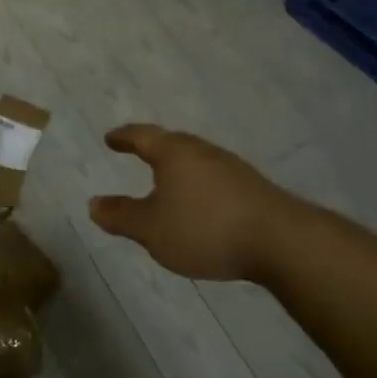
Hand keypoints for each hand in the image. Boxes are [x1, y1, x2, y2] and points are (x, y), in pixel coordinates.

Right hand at [89, 124, 307, 283]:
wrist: (282, 241)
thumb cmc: (205, 228)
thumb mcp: (152, 229)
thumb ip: (122, 216)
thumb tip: (94, 204)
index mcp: (173, 153)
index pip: (142, 136)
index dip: (124, 137)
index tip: (110, 138)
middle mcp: (202, 151)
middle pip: (172, 143)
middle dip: (153, 149)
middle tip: (137, 153)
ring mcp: (231, 167)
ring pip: (195, 161)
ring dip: (178, 169)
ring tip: (167, 182)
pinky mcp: (252, 188)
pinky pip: (214, 178)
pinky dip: (199, 185)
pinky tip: (201, 204)